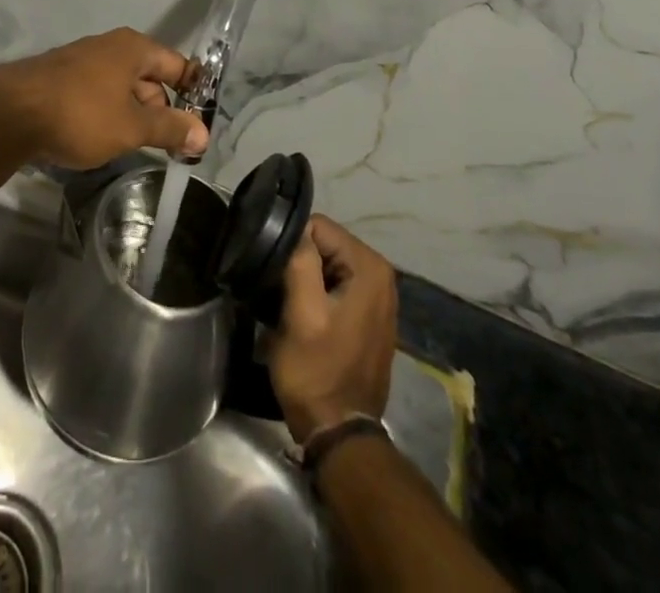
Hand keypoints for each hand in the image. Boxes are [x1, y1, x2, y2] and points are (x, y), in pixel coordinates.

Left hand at [0, 27, 205, 168]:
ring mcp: (82, 60)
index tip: (201, 124)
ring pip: (121, 87)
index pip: (177, 65)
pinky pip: (97, 93)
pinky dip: (107, 113)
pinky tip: (100, 138)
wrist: (10, 112)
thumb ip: (169, 129)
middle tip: (169, 146)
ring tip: (135, 145)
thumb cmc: (81, 114)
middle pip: (149, 76)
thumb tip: (203, 134)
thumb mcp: (131, 126)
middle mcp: (109, 46)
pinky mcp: (60, 78)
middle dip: (161, 110)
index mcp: (133, 48)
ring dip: (132, 114)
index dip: (193, 92)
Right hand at [268, 215, 397, 443]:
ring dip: (305, 280)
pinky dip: (316, 295)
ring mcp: (378, 295)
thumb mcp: (301, 313)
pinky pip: (335, 284)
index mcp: (369, 267)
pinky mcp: (369, 314)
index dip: (292, 247)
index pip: (318, 227)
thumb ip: (301, 261)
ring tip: (288, 307)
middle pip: (324, 244)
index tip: (278, 277)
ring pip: (326, 264)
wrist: (338, 432)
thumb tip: (295, 229)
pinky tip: (304, 317)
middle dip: (299, 263)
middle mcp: (381, 274)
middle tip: (281, 294)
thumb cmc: (317, 371)